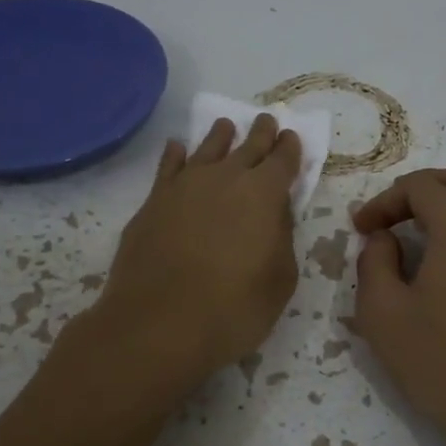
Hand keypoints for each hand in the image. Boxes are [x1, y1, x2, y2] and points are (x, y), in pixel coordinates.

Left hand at [89, 114, 301, 393]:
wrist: (160, 324)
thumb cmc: (235, 309)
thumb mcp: (279, 280)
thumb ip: (282, 239)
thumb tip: (276, 213)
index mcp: (264, 194)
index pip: (283, 160)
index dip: (290, 148)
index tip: (292, 137)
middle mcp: (225, 179)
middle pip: (247, 146)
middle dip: (261, 133)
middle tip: (267, 121)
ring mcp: (184, 187)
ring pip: (206, 149)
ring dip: (220, 136)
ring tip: (226, 126)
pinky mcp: (152, 203)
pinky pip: (167, 167)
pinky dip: (175, 154)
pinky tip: (177, 148)